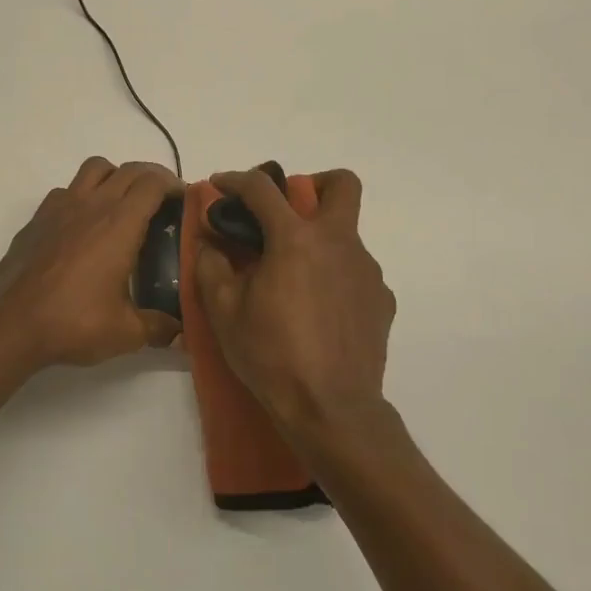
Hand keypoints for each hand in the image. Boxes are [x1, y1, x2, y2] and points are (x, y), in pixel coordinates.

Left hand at [0, 157, 182, 367]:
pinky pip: (66, 191)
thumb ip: (158, 327)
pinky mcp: (37, 218)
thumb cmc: (74, 322)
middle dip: (150, 177)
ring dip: (115, 176)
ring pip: (94, 169)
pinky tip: (83, 225)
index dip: (173, 184)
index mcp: (119, 223)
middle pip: (128, 170)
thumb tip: (179, 331)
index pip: (152, 182)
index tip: (183, 200)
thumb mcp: (126, 332)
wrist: (13, 324)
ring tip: (122, 203)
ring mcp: (60, 207)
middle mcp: (92, 204)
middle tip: (162, 201)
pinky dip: (82, 196)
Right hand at [192, 167, 396, 437]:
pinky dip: (332, 274)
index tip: (219, 186)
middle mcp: (338, 243)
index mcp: (295, 239)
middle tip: (285, 211)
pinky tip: (315, 307)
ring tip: (291, 276)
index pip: (262, 188)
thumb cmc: (271, 355)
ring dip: (318, 238)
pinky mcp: (381, 299)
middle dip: (313, 184)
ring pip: (345, 232)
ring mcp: (366, 270)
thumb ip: (211, 264)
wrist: (332, 410)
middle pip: (340, 184)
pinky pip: (354, 270)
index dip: (235, 179)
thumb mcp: (223, 311)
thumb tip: (210, 239)